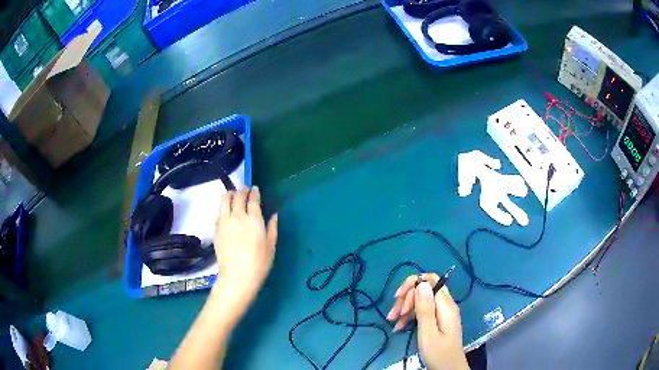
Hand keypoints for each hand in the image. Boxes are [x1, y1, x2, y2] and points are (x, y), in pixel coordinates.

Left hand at [214, 186, 277, 297]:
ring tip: (232, 195)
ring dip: (229, 194)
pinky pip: (219, 213)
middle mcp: (238, 216)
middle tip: (245, 189)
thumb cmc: (259, 263)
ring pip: (224, 200)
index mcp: (254, 219)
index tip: (255, 188)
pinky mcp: (216, 229)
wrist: (237, 275)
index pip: (253, 199)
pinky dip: (223, 208)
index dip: (254, 191)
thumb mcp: (271, 246)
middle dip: (242, 190)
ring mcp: (224, 221)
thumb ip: (272, 228)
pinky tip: (226, 212)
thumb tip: (274, 215)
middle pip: (237, 196)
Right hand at [387, 274, 468, 369]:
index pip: (430, 280)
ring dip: (405, 308)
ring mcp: (442, 313)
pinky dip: (410, 316)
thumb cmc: (438, 354)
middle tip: (393, 315)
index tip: (398, 299)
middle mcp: (445, 305)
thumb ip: (425, 309)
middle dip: (406, 298)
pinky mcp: (438, 320)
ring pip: (421, 300)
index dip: (413, 285)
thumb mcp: (428, 333)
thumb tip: (421, 283)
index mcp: (445, 305)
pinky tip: (399, 327)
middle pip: (424, 289)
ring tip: (392, 322)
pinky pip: (422, 311)